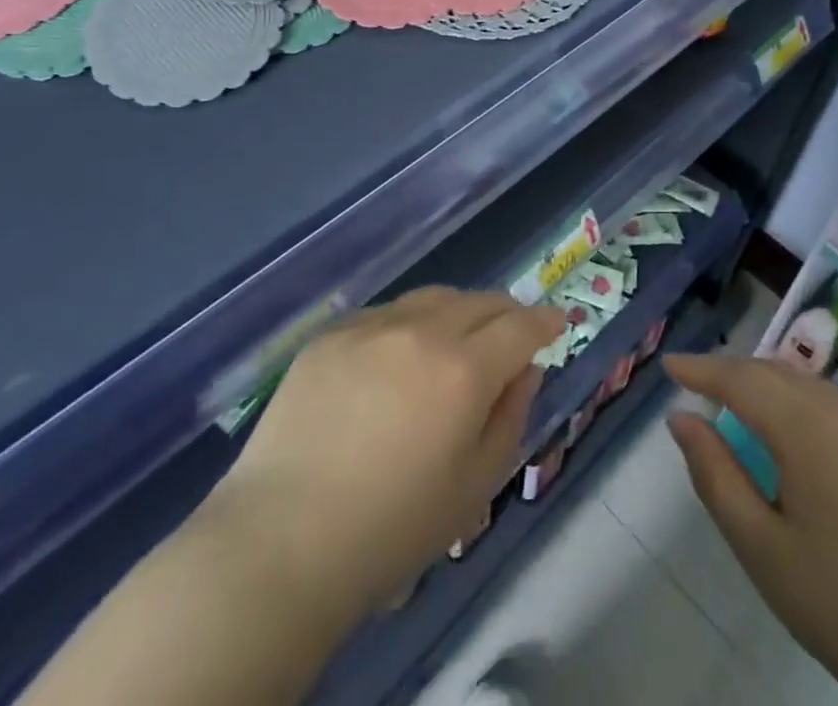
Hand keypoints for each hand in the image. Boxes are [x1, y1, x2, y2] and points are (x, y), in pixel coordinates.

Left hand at [207, 287, 564, 634]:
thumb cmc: (391, 529)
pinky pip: (387, 314)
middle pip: (480, 301)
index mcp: (464, 369)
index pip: (520, 326)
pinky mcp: (332, 332)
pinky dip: (409, 325)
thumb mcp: (474, 485)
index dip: (544, 322)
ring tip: (458, 340)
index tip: (557, 323)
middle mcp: (421, 330)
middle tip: (512, 335)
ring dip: (459, 313)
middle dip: (506, 314)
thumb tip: (524, 370)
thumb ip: (511, 416)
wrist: (281, 540)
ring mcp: (372, 325)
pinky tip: (398, 359)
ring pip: (433, 298)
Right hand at [664, 353, 837, 705]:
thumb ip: (715, 476)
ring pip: (804, 383)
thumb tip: (681, 420)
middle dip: (730, 372)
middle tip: (695, 385)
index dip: (700, 368)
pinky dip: (796, 399)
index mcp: (804, 424)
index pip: (738, 378)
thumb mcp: (764, 550)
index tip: (668, 364)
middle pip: (772, 371)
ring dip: (764, 383)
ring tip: (736, 404)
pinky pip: (831, 402)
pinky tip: (792, 431)